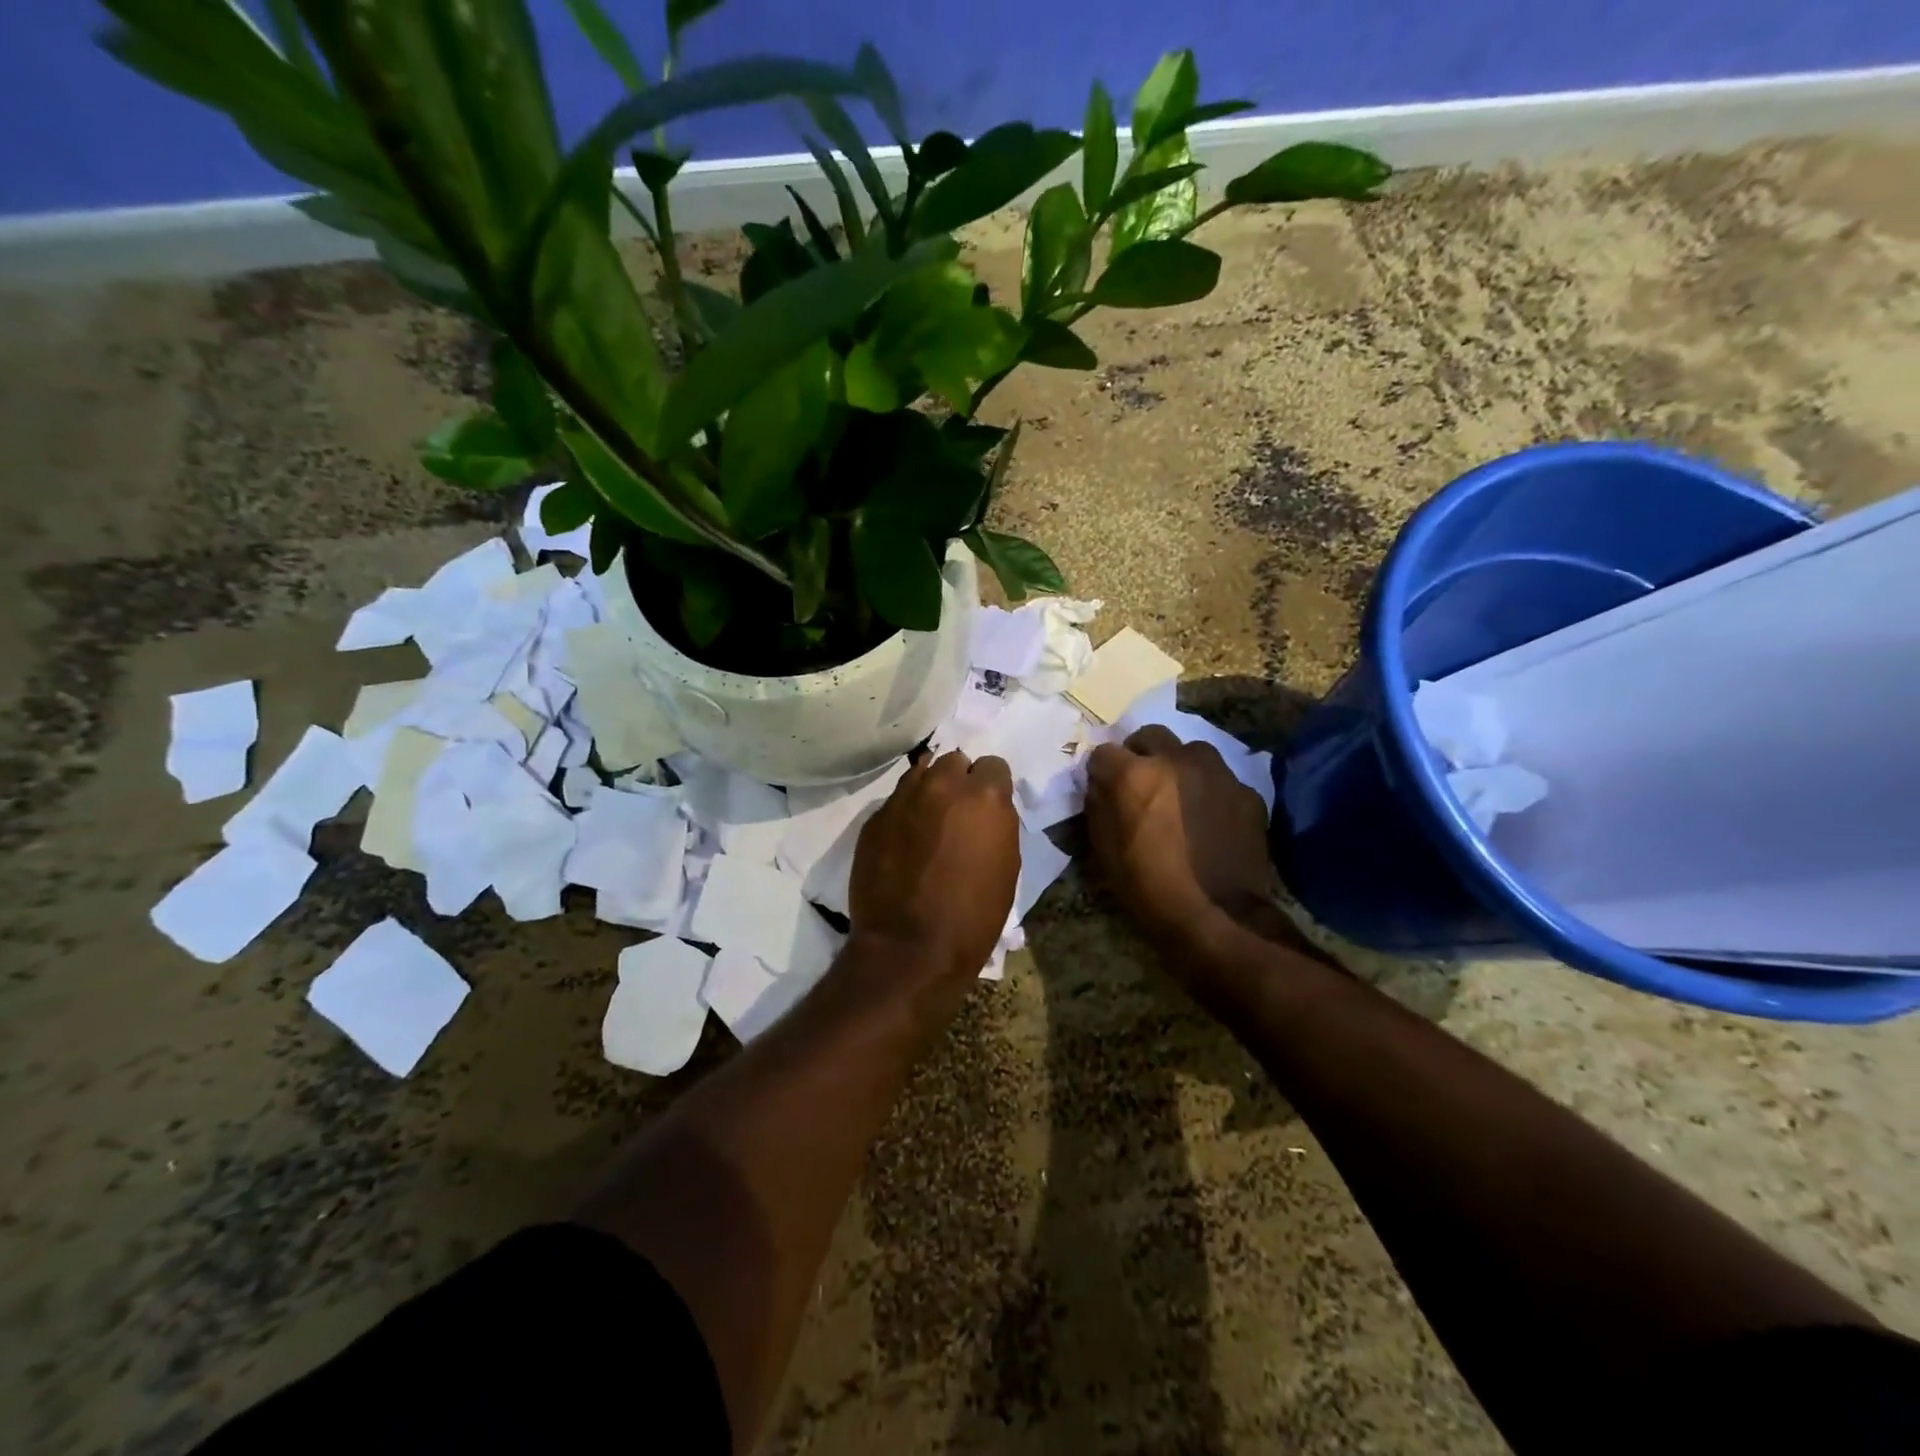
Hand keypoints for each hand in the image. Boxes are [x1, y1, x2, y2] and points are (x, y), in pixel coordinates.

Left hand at [850, 751, 1019, 982]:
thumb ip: (996, 824)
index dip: (992, 786)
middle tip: (957, 813)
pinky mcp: (874, 818)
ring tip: (928, 820)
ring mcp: (903, 798)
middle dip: (959, 781)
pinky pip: (895, 801)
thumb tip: (984, 812)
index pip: (993, 765)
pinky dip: (904, 813)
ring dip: (929, 790)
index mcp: (984, 796)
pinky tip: (904, 842)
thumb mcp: (1006, 866)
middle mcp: (942, 785)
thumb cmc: (973, 916)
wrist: (909, 948)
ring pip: (920, 773)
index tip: (987, 809)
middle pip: (953, 761)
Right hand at [1086, 727, 1281, 950]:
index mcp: (1135, 775)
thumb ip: (1099, 807)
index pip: (1104, 751)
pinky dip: (1209, 790)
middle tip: (1140, 784)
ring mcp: (1217, 773)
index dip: (1101, 770)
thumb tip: (1099, 784)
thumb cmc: (1150, 889)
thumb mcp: (1105, 852)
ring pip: (1190, 750)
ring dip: (1178, 765)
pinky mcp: (1246, 791)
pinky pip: (1220, 778)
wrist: (1220, 918)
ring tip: (1178, 796)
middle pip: (1150, 736)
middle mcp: (1176, 760)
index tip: (1103, 787)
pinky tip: (1209, 818)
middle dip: (1140, 754)